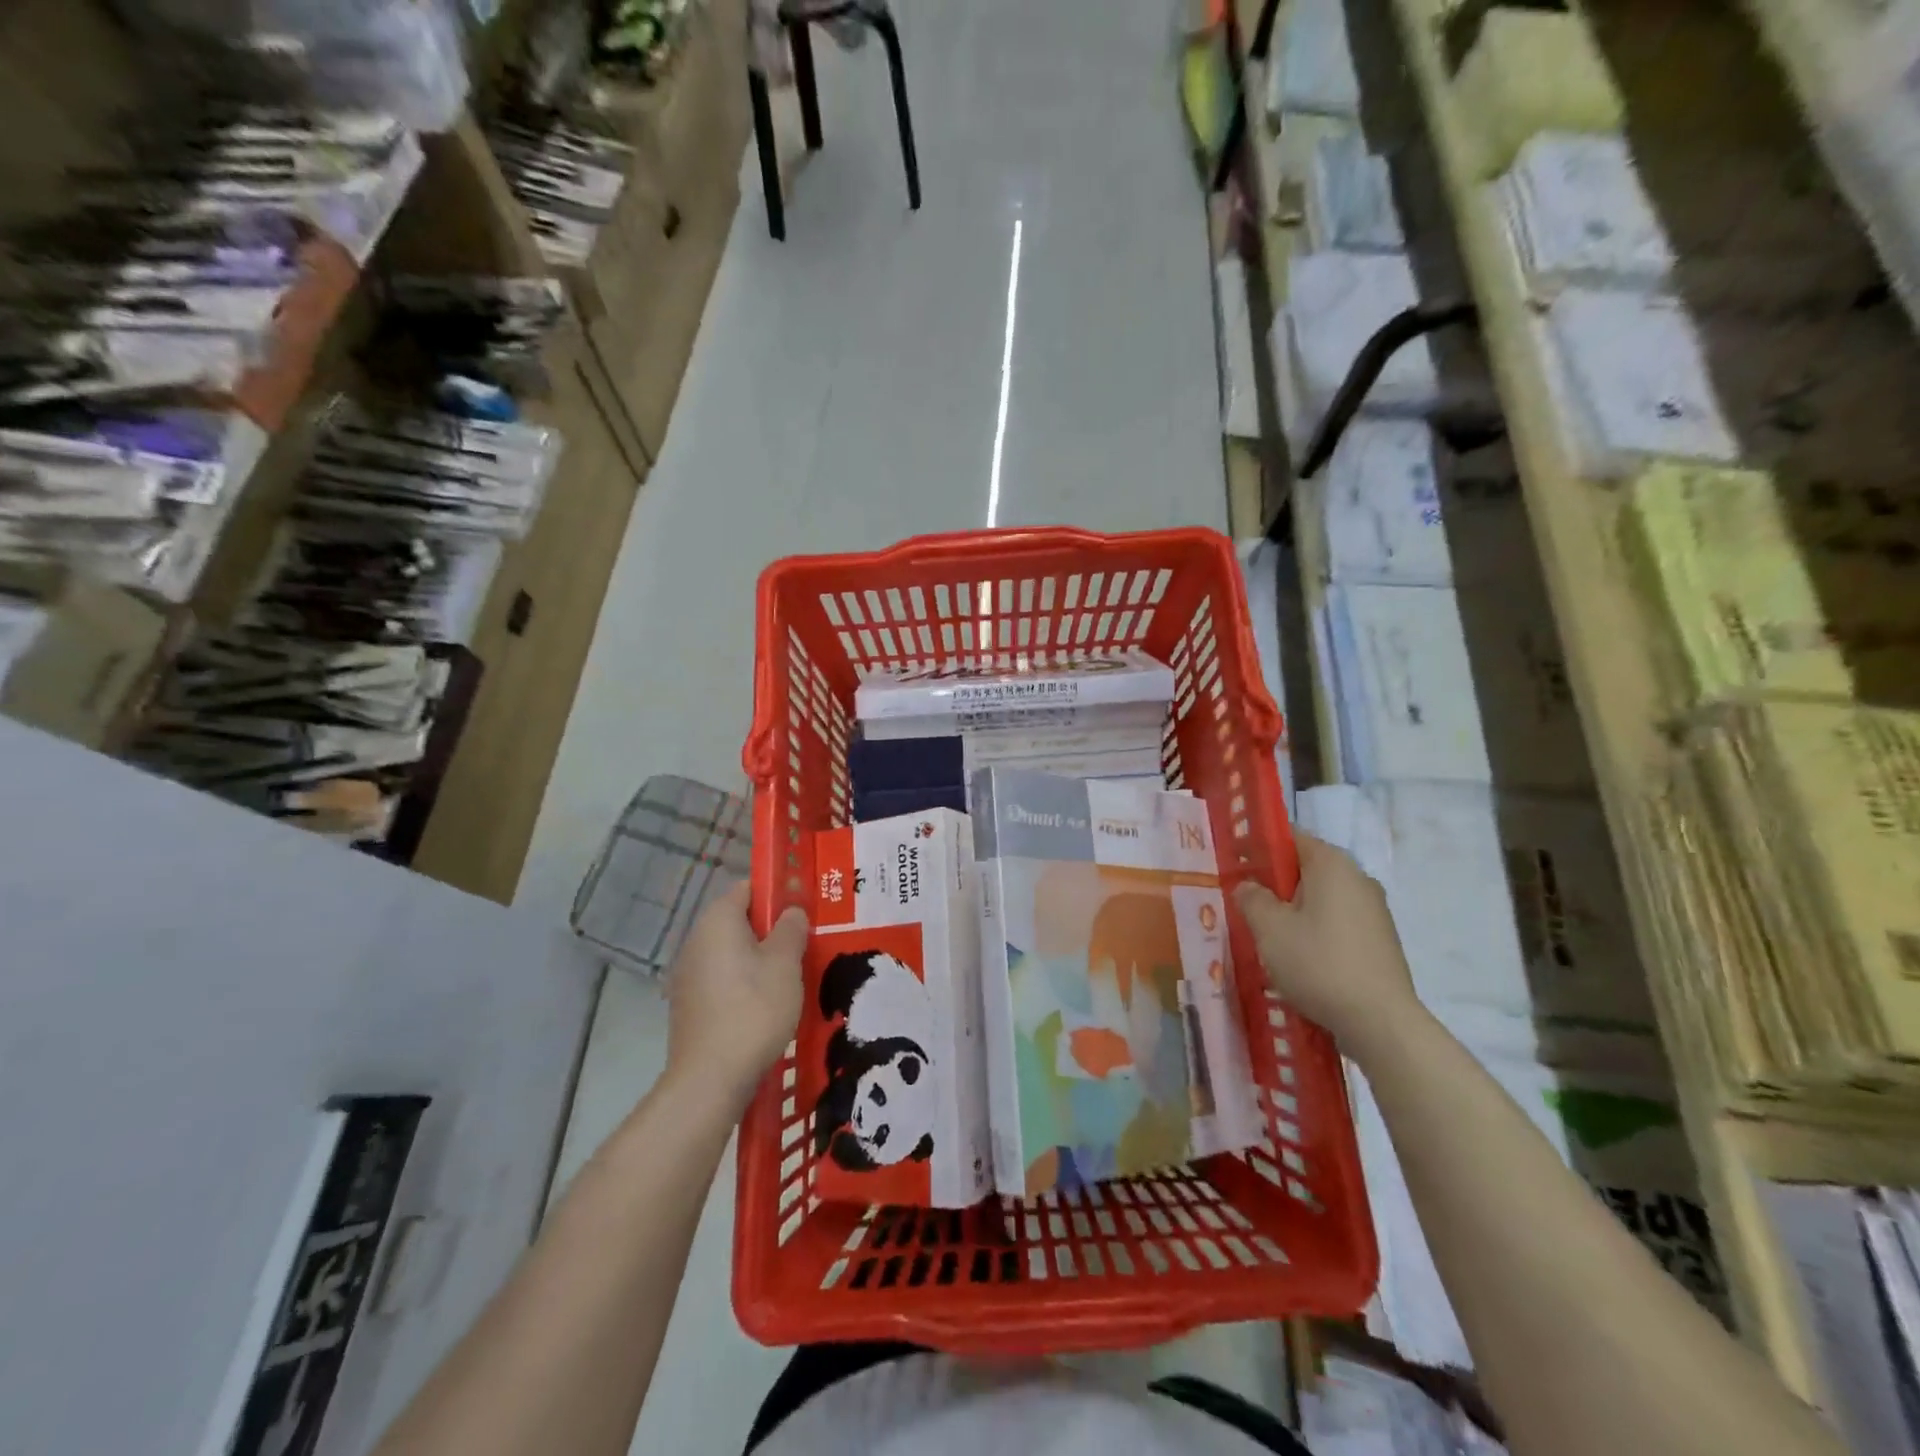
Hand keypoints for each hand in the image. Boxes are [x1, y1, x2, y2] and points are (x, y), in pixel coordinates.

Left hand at [664, 882, 807, 1110]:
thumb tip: (791, 912)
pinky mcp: (689, 1005)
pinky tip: (766, 1006)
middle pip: (740, 921)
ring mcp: (688, 975)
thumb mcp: (785, 963)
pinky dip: (744, 984)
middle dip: (772, 930)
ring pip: (732, 953)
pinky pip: (723, 980)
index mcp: (718, 921)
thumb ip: (791, 929)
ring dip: (760, 960)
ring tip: (791, 979)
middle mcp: (696, 940)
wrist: (710, 1079)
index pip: (748, 888)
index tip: (804, 910)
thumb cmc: (754, 1009)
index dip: (778, 893)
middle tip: (804, 947)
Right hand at [1234, 833, 1423, 1061]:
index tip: (1236, 868)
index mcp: (1331, 863)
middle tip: (1246, 907)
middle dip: (1275, 885)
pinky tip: (1300, 960)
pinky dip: (1316, 933)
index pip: (1289, 837)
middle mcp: (1358, 878)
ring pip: (1321, 899)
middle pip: (1306, 869)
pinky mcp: (1381, 941)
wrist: (1381, 1022)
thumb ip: (1251, 898)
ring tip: (1269, 939)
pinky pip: (1338, 924)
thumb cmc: (1318, 963)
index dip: (1259, 848)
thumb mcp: (1269, 929)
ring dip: (1294, 912)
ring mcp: (1374, 910)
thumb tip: (1248, 887)